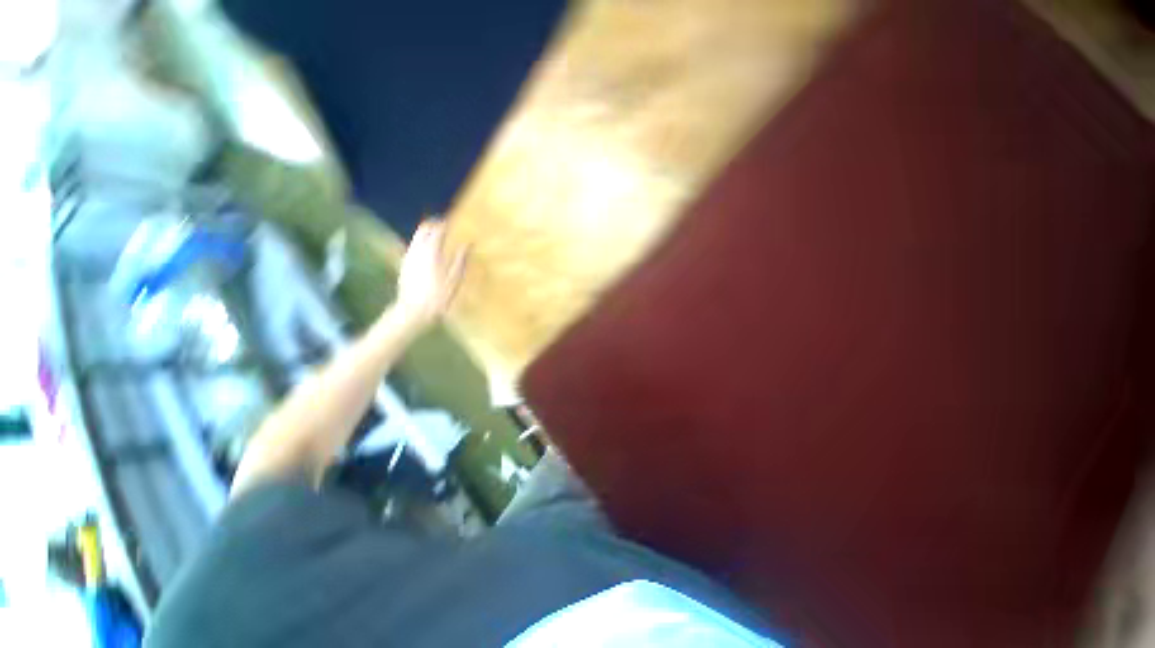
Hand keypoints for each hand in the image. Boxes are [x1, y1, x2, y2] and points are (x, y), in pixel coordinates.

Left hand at [393, 219, 467, 327]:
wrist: (413, 311)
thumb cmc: (438, 297)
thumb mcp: (454, 279)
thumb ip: (460, 259)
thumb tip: (468, 244)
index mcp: (432, 252)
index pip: (438, 230)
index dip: (445, 224)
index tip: (452, 222)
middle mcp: (418, 250)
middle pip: (423, 229)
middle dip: (433, 224)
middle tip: (444, 225)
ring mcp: (409, 256)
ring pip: (416, 236)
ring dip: (426, 233)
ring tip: (437, 236)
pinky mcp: (404, 264)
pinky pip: (413, 246)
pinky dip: (421, 243)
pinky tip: (428, 251)